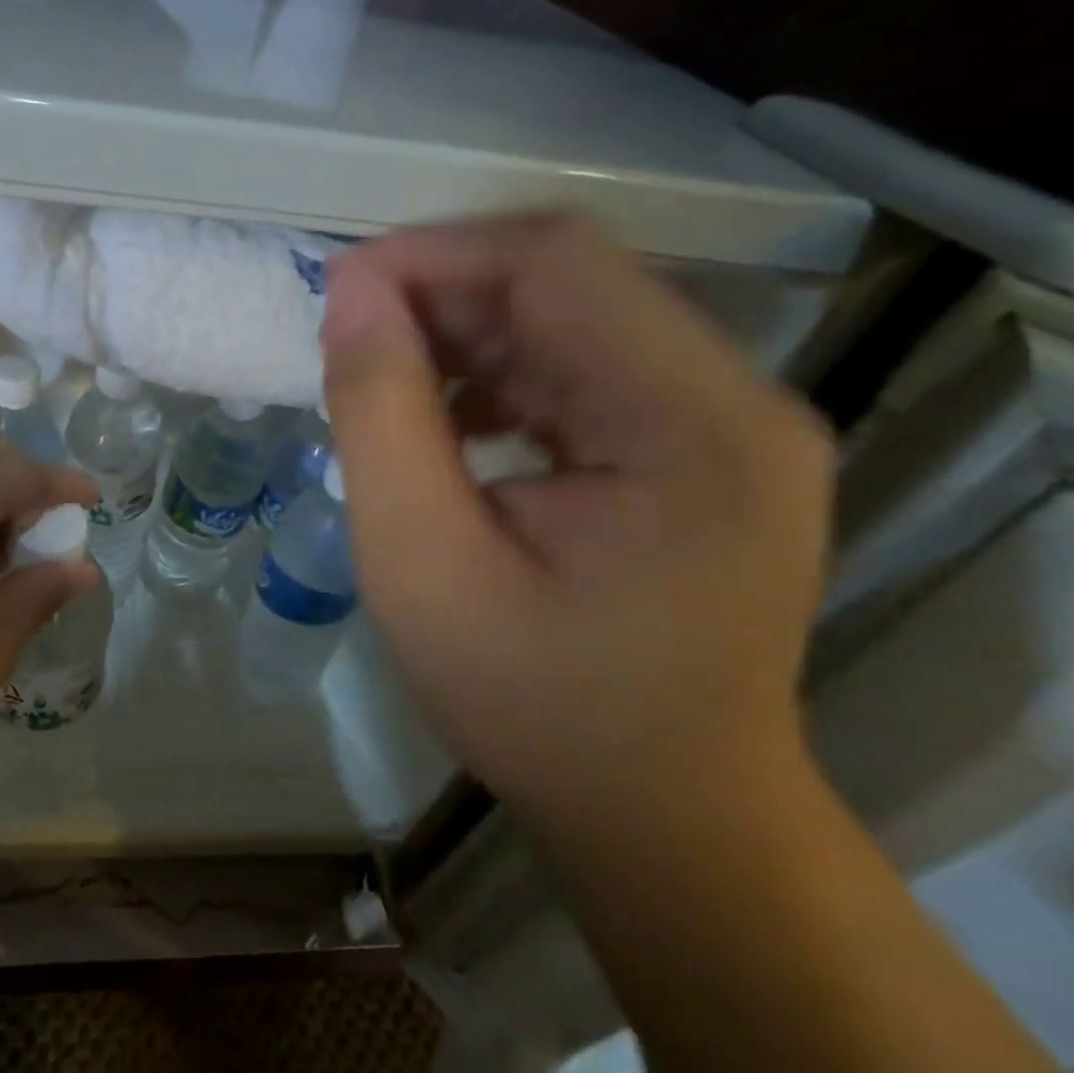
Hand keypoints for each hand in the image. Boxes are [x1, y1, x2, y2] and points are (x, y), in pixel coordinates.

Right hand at [320, 215, 833, 842]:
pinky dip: (500, 374)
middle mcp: (736, 398)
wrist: (665, 817)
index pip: (555, 263)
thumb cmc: (537, 707)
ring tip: (390, 388)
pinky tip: (452, 425)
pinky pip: (585, 366)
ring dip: (466, 334)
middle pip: (568, 282)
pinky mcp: (701, 446)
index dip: (433, 255)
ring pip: (570, 317)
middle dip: (442, 295)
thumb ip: (379, 414)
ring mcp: (727, 421)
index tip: (337, 293)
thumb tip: (349, 294)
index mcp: (693, 424)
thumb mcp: (420, 564)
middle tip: (349, 344)